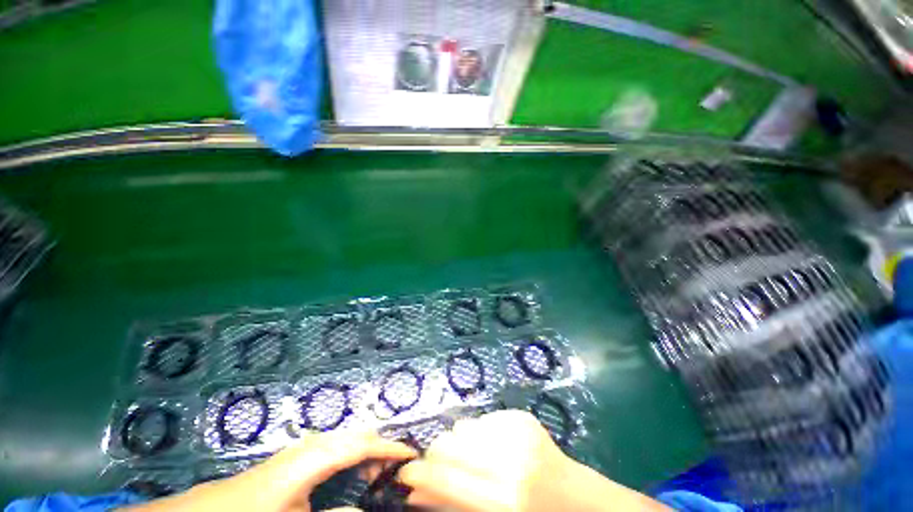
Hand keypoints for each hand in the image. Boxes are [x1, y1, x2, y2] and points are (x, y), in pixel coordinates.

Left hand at [124, 429, 415, 511]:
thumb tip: (362, 506)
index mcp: (312, 459)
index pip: (361, 445)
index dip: (388, 448)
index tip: (411, 455)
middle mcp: (311, 446)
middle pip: (357, 436)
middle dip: (380, 449)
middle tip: (394, 472)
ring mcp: (302, 449)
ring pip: (347, 440)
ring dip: (366, 453)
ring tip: (377, 476)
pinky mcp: (296, 458)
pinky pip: (334, 449)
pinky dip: (351, 457)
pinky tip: (350, 476)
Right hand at [399, 410, 669, 511]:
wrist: (578, 499)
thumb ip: (453, 504)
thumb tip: (414, 493)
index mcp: (504, 499)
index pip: (445, 479)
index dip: (419, 475)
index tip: (404, 474)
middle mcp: (510, 459)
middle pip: (451, 444)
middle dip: (436, 455)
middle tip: (436, 465)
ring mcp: (517, 430)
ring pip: (464, 427)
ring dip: (459, 444)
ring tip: (471, 458)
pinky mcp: (521, 416)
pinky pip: (483, 420)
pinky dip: (479, 433)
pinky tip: (492, 447)